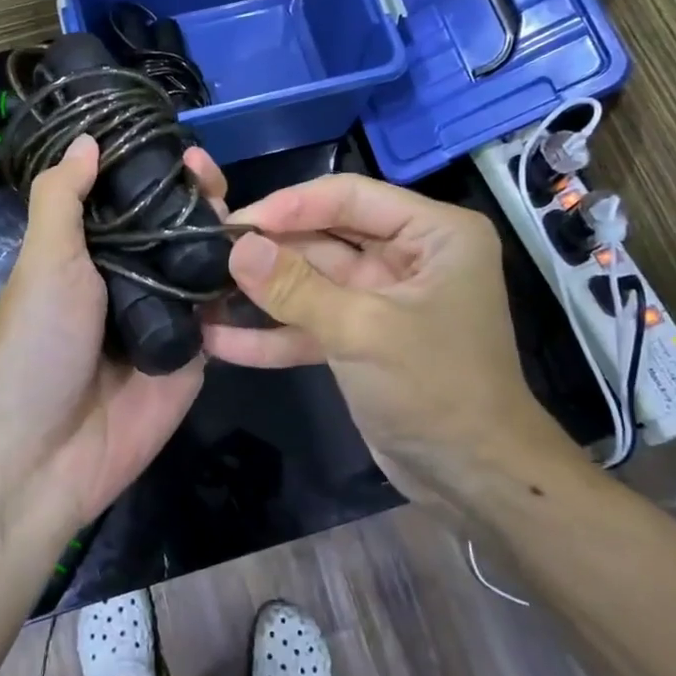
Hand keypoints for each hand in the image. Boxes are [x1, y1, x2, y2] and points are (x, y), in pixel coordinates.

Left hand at [0, 135, 226, 530]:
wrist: (46, 454)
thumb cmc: (37, 346)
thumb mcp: (44, 262)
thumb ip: (64, 200)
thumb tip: (87, 140)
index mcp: (89, 254)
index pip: (132, 201)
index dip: (158, 173)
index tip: (185, 149)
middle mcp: (130, 280)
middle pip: (174, 230)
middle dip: (198, 201)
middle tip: (216, 182)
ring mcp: (166, 319)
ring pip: (204, 266)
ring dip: (225, 238)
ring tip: (246, 214)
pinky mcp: (195, 356)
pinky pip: (224, 316)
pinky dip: (242, 289)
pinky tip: (268, 261)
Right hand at [202, 175, 567, 505]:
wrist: (474, 479)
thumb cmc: (435, 388)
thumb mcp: (363, 331)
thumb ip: (296, 287)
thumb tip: (237, 248)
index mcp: (433, 234)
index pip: (349, 197)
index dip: (289, 205)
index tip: (233, 223)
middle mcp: (409, 257)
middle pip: (325, 238)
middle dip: (269, 252)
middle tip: (205, 255)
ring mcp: (383, 300)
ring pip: (313, 283)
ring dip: (263, 294)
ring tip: (201, 294)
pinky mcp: (363, 340)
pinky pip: (313, 324)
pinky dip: (274, 334)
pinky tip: (220, 341)